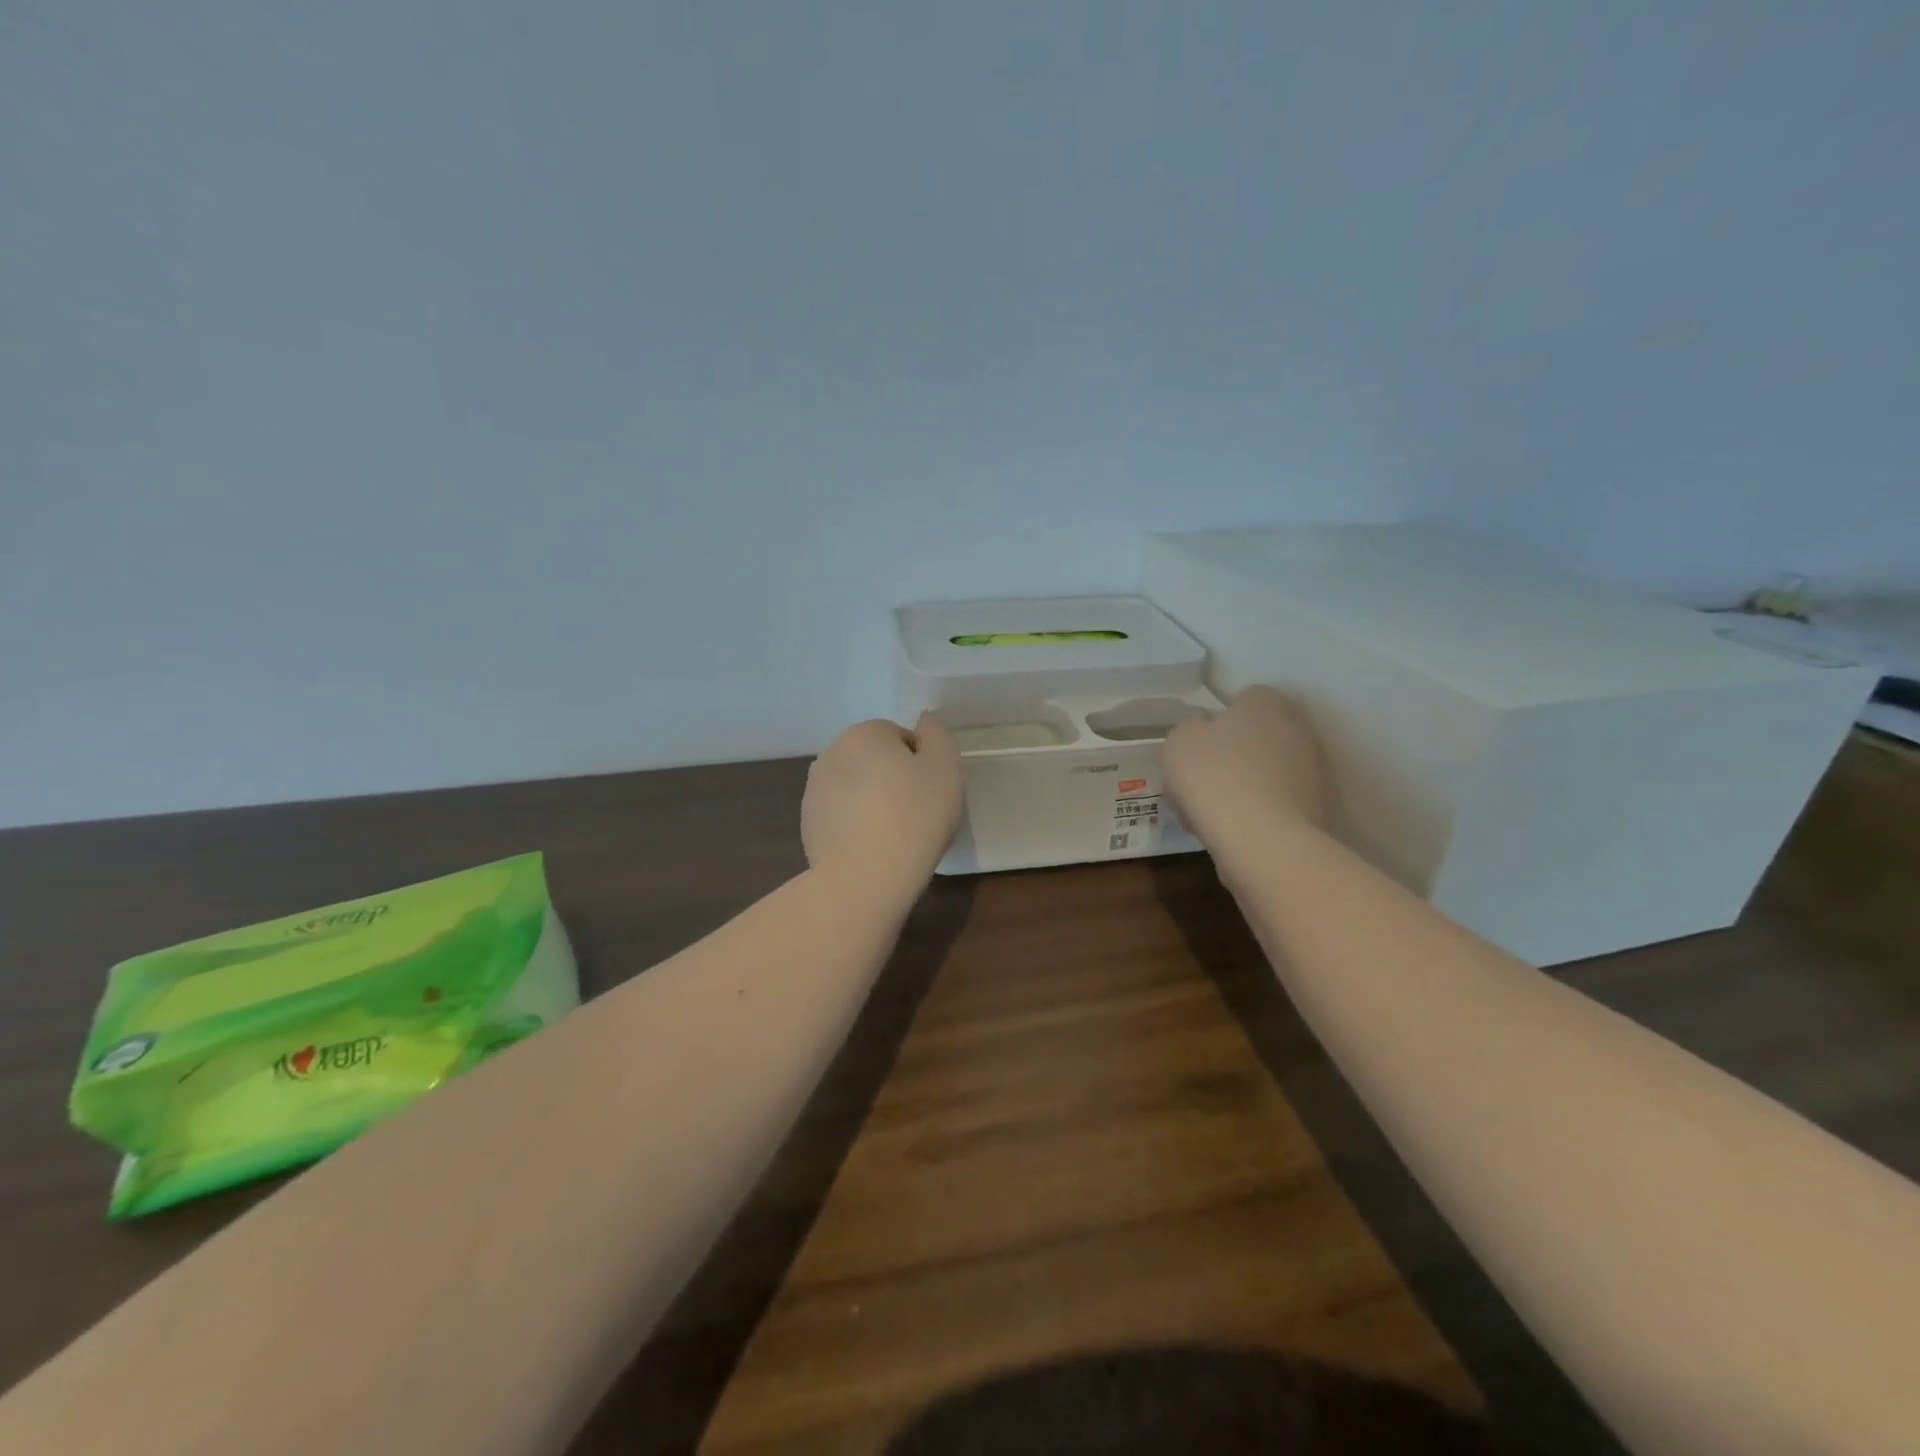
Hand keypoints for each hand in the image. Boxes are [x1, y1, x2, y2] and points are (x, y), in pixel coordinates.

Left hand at [802, 714, 963, 897]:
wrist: (865, 878)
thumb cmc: (914, 816)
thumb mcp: (945, 768)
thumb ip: (937, 735)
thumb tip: (925, 721)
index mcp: (864, 734)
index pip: (900, 737)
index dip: (921, 763)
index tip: (930, 791)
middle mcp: (832, 753)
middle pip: (875, 760)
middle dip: (893, 779)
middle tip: (916, 812)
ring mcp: (815, 790)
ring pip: (856, 787)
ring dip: (873, 801)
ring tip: (894, 833)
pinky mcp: (808, 824)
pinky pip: (841, 815)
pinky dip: (855, 824)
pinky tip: (871, 848)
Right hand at [1162, 686, 1328, 842]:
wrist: (1263, 841)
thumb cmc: (1214, 778)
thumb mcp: (1178, 743)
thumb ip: (1189, 730)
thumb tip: (1203, 733)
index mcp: (1265, 704)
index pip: (1246, 698)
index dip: (1219, 720)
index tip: (1198, 746)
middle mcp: (1297, 729)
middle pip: (1257, 738)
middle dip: (1231, 757)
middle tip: (1200, 783)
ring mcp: (1312, 771)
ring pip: (1266, 773)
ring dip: (1243, 787)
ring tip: (1210, 816)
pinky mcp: (1318, 809)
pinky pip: (1277, 804)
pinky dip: (1257, 814)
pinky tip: (1233, 833)